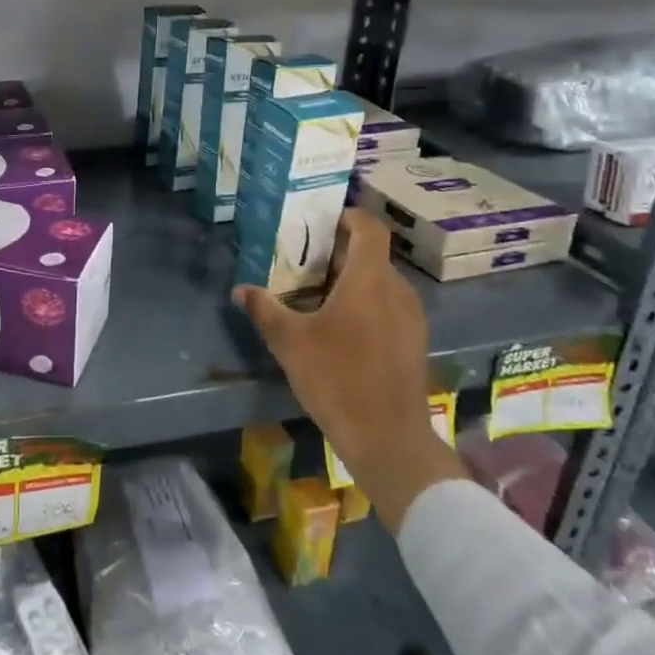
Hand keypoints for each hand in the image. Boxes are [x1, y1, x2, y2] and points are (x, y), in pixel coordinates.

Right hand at [232, 208, 464, 528]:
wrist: (387, 438)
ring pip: (381, 282)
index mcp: (369, 279)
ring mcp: (411, 317)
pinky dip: (367, 303)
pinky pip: (389, 305)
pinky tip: (342, 328)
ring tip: (319, 294)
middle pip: (372, 254)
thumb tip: (240, 290)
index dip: (348, 216)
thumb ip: (264, 309)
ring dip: (353, 279)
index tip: (322, 220)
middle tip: (306, 260)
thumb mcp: (290, 342)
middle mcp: (397, 290)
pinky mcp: (414, 342)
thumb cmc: (337, 378)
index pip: (369, 227)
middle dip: (340, 251)